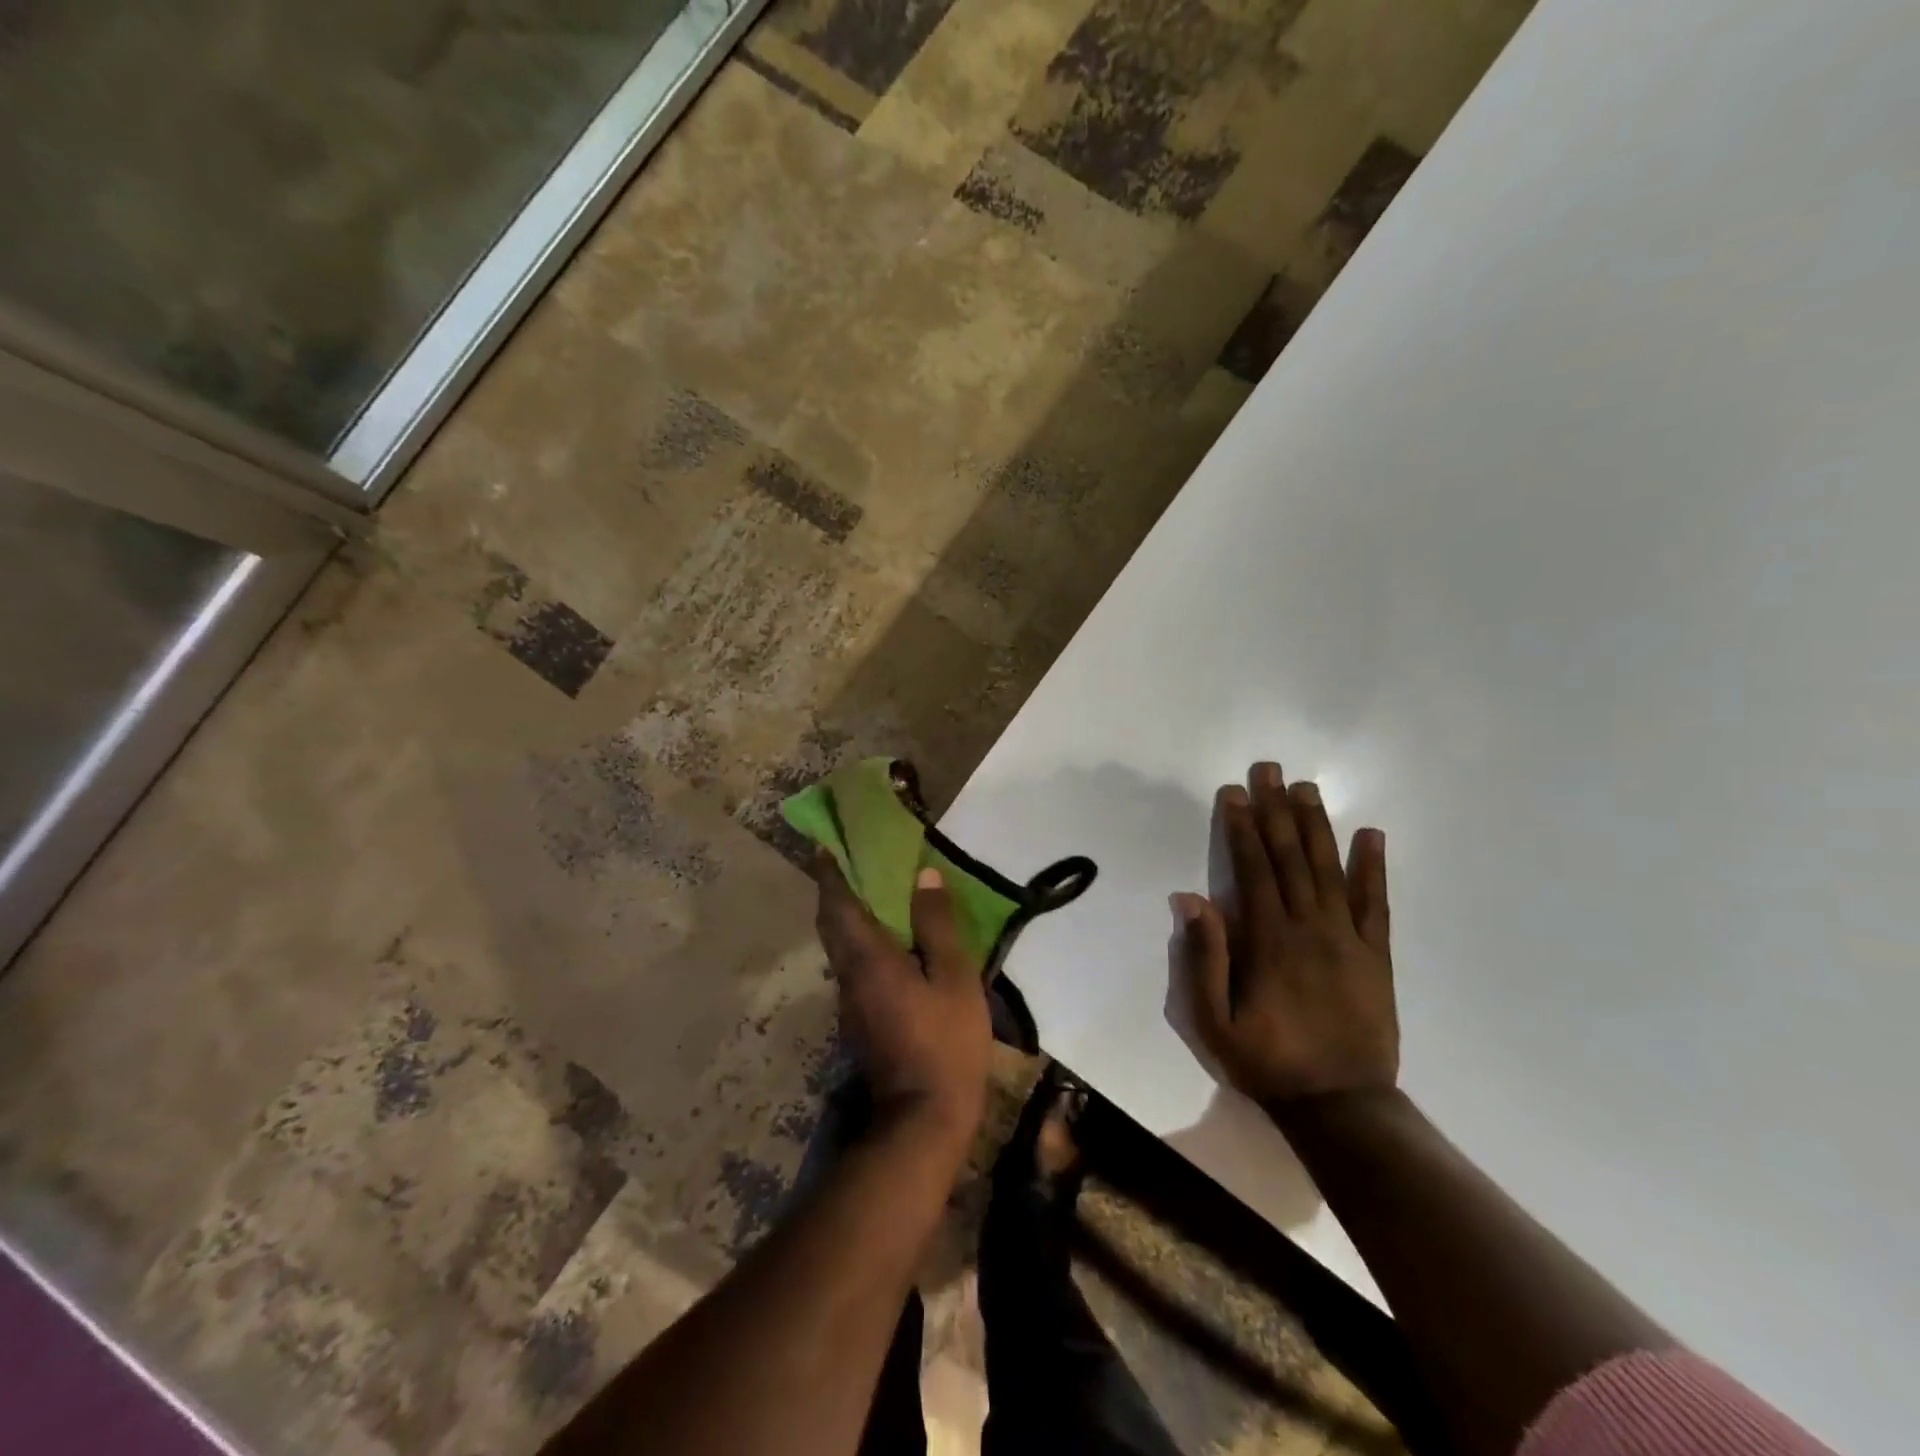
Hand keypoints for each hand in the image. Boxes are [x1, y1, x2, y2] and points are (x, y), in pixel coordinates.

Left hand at [814, 856, 991, 1149]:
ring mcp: (850, 1001)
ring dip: (845, 916)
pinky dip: (859, 942)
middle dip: (833, 891)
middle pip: (831, 924)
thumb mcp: (954, 978)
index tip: (824, 845)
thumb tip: (924, 875)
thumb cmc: (944, 1041)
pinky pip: (852, 965)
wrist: (923, 1118)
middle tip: (848, 863)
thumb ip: (938, 925)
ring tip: (871, 895)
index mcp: (868, 957)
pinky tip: (888, 943)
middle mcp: (849, 974)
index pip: (838, 904)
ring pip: (839, 947)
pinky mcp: (859, 1020)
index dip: (829, 872)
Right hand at [1176, 762, 1396, 1106]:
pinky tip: (1372, 835)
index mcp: (1269, 940)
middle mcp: (1310, 927)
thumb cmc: (1267, 1061)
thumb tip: (1192, 898)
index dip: (1241, 827)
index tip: (1234, 792)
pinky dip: (1374, 868)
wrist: (1341, 1105)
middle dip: (1276, 810)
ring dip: (1317, 825)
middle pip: (1291, 857)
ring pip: (1331, 869)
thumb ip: (1203, 958)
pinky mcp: (1377, 955)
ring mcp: (1349, 938)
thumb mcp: (1212, 1020)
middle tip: (1270, 769)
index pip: (1253, 869)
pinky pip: (1377, 904)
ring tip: (1308, 788)